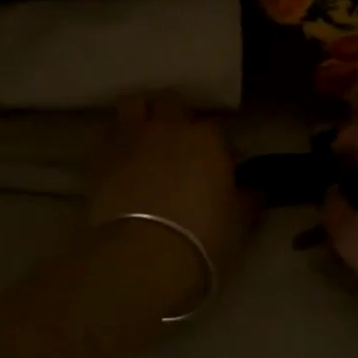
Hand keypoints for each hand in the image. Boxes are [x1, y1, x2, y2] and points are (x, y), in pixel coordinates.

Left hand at [89, 95, 252, 271]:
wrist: (142, 255)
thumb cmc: (202, 237)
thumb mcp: (239, 221)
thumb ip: (248, 198)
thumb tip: (255, 189)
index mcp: (207, 139)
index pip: (217, 127)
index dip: (219, 143)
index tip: (221, 163)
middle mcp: (169, 128)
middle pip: (172, 102)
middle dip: (177, 116)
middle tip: (180, 142)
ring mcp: (132, 138)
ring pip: (134, 105)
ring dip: (142, 115)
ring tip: (146, 136)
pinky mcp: (101, 157)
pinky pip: (107, 134)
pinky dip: (116, 140)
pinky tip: (121, 157)